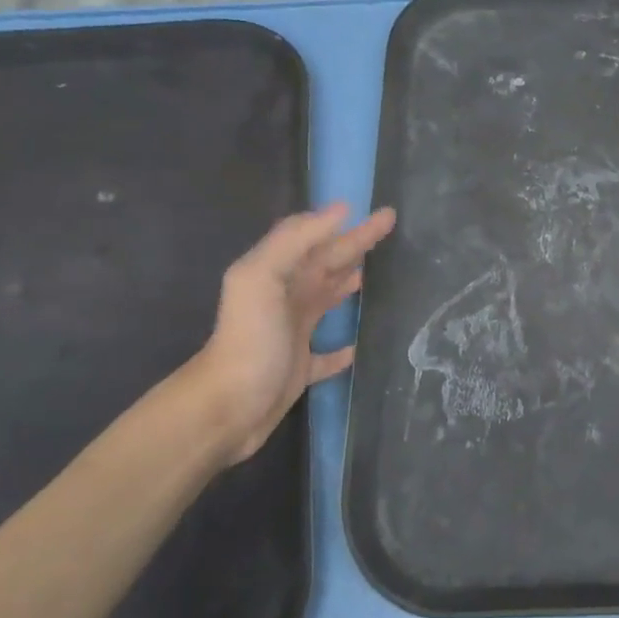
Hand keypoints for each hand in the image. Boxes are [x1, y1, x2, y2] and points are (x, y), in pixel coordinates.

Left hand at [186, 203, 396, 465]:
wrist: (228, 406)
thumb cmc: (250, 338)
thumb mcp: (261, 278)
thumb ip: (295, 240)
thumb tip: (340, 211)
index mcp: (279, 273)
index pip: (321, 239)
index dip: (351, 226)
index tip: (383, 212)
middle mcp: (286, 298)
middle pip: (327, 264)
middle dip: (357, 245)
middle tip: (390, 230)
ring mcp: (292, 333)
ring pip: (327, 299)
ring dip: (347, 283)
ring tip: (375, 274)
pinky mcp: (299, 369)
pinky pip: (326, 356)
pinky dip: (341, 350)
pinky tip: (358, 347)